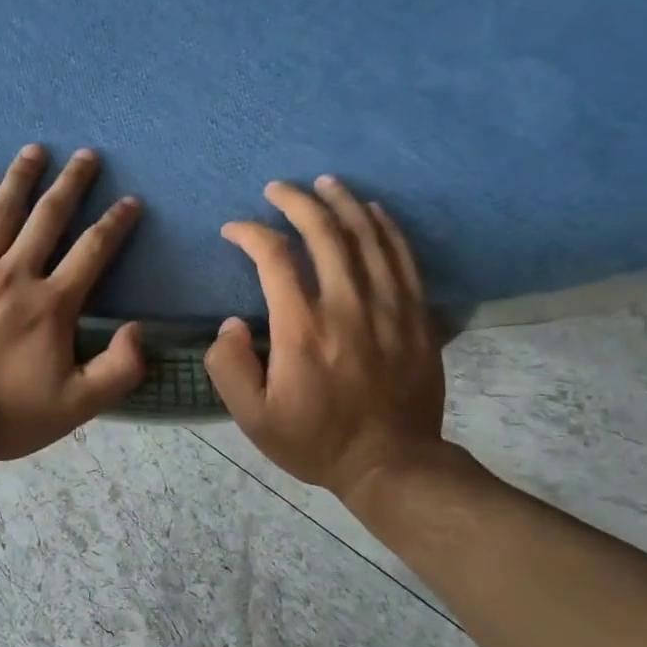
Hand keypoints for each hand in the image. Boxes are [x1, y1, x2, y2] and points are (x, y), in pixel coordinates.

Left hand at [0, 144, 145, 462]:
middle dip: (72, 184)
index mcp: (51, 304)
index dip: (115, 223)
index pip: (93, 251)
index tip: (130, 202)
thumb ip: (119, 369)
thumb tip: (139, 329)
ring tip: (35, 150)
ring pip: (1, 212)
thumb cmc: (7, 415)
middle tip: (87, 156)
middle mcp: (15, 274)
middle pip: (48, 217)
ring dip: (21, 178)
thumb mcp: (78, 406)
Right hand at [206, 176, 452, 502]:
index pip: (274, 258)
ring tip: (324, 183)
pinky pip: (402, 257)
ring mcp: (388, 307)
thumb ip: (229, 367)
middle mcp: (347, 306)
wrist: (391, 462)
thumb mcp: (253, 418)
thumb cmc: (315, 440)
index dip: (250, 233)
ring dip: (342, 202)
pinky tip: (372, 211)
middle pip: (324, 232)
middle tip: (278, 188)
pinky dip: (385, 227)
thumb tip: (231, 324)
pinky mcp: (416, 314)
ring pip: (366, 236)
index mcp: (302, 329)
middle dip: (296, 201)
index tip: (234, 230)